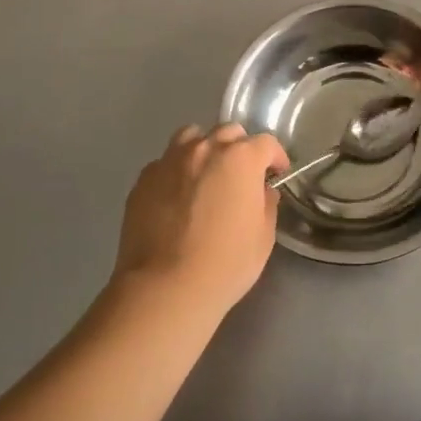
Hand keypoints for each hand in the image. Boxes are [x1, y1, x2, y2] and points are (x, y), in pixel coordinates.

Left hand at [113, 124, 287, 313]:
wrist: (164, 288)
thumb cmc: (225, 264)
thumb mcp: (263, 237)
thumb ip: (266, 204)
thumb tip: (261, 191)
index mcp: (241, 158)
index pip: (266, 143)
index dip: (276, 157)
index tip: (277, 174)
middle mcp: (206, 148)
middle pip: (229, 132)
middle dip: (240, 148)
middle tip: (241, 175)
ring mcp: (171, 160)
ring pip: (192, 137)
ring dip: (205, 149)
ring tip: (205, 174)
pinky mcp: (144, 179)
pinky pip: (165, 162)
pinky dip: (176, 171)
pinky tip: (176, 196)